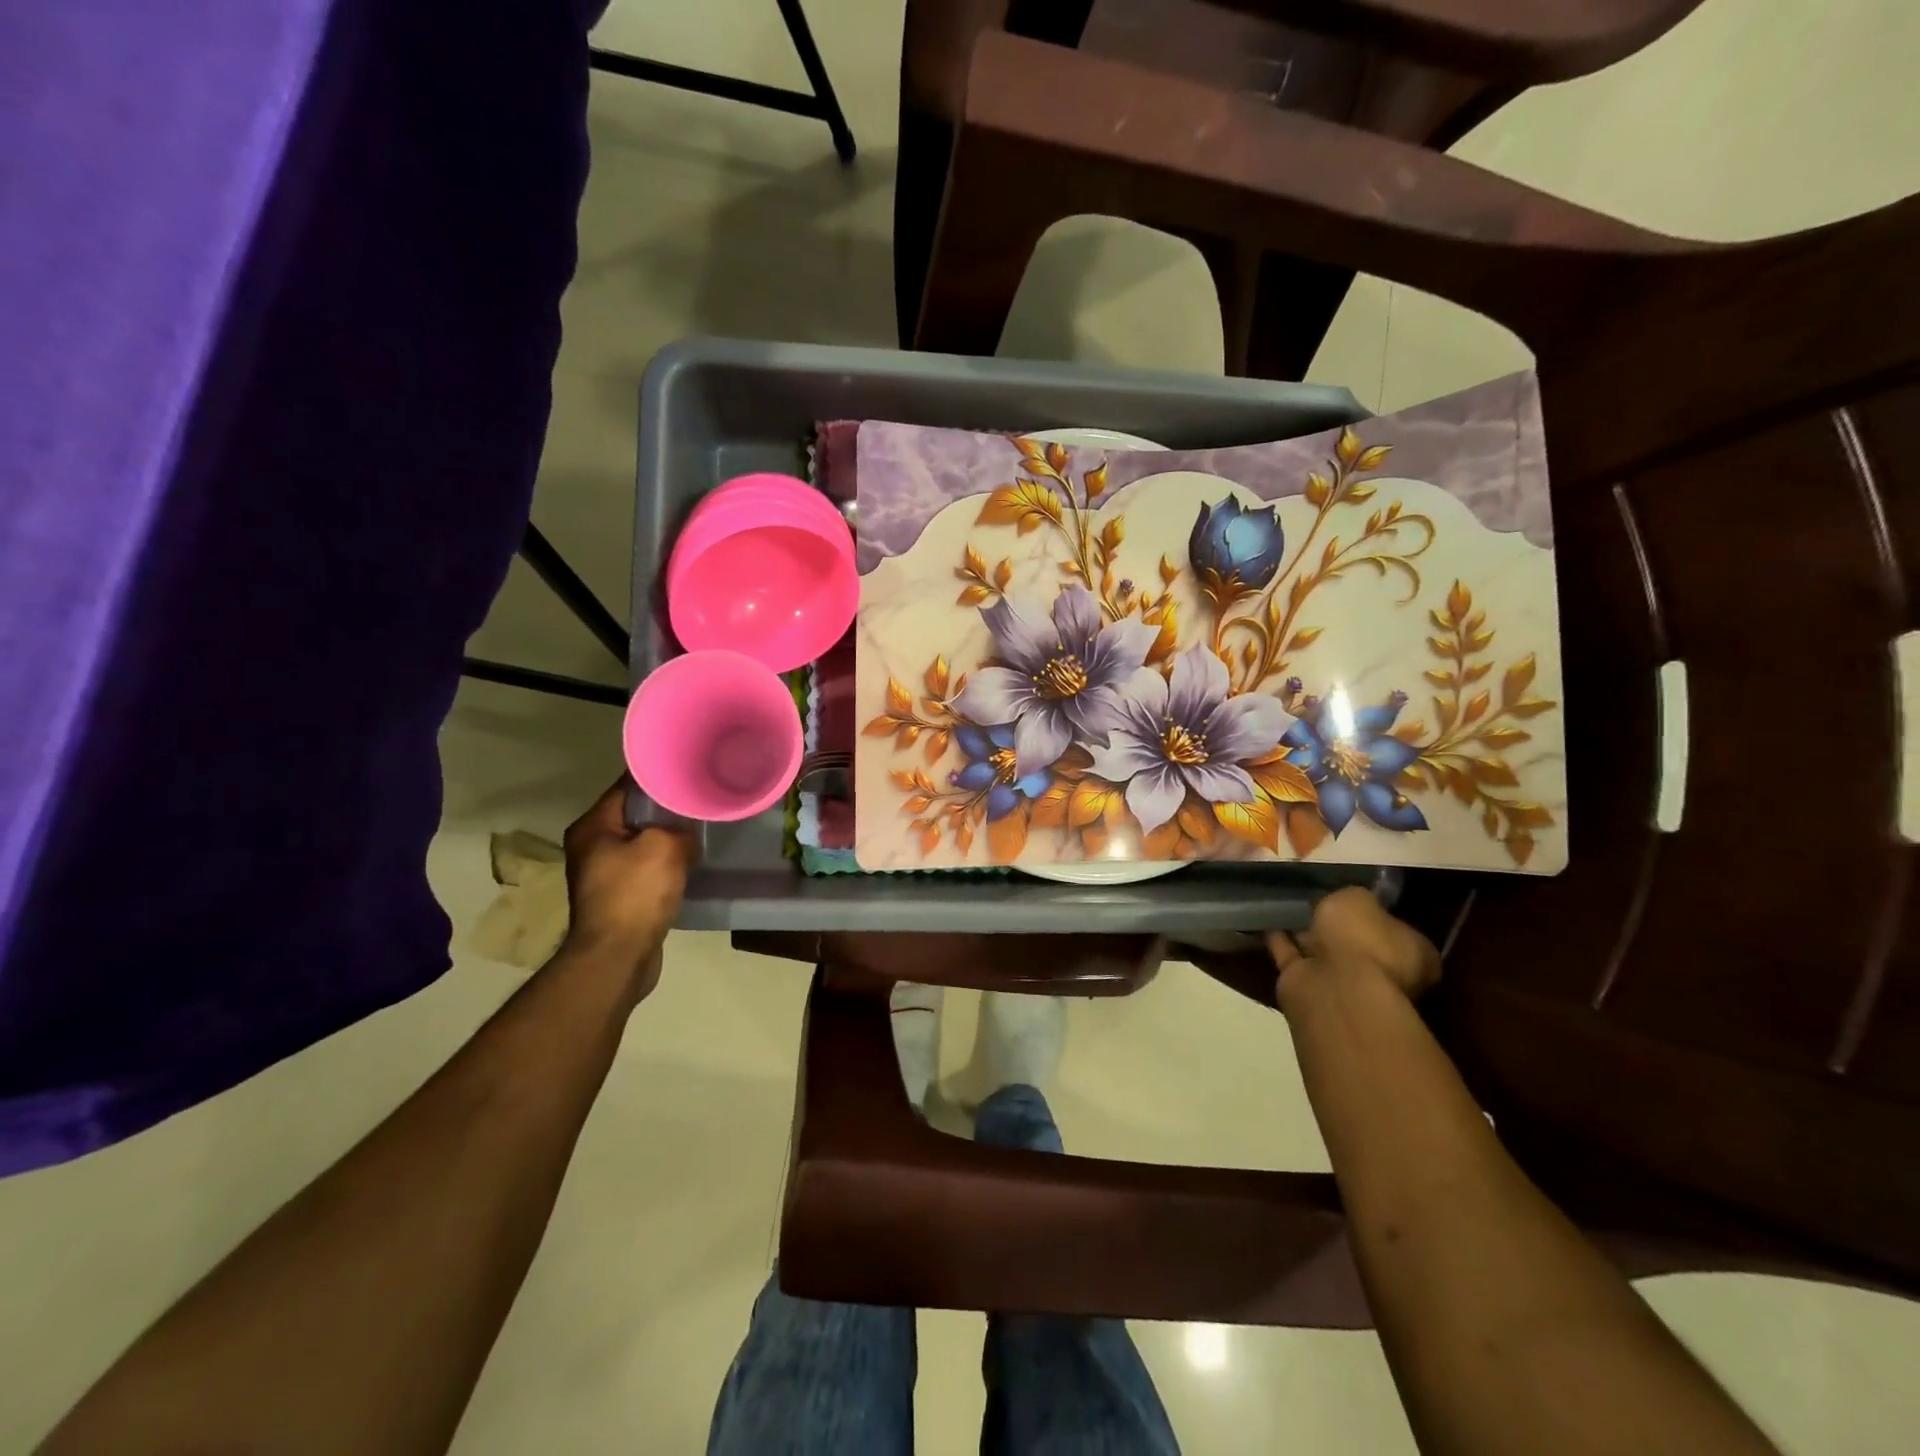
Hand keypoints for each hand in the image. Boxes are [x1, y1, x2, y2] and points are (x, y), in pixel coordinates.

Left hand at [561, 780, 693, 1001]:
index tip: (687, 769)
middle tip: (699, 799)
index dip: (658, 777)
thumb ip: (681, 829)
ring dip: (667, 839)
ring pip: (641, 843)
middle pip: (634, 815)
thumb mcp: (666, 847)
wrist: (618, 957)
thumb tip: (688, 834)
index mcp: (592, 826)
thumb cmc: (635, 894)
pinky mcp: (616, 898)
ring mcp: (601, 875)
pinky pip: (645, 869)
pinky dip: (665, 865)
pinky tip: (689, 863)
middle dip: (666, 809)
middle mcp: (590, 846)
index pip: (627, 787)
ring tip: (699, 829)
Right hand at [1267, 887, 1439, 1007]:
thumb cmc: (1362, 939)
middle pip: (1358, 944)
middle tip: (1316, 901)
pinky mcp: (1308, 988)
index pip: (1397, 930)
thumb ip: (1354, 899)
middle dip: (1339, 929)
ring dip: (1306, 935)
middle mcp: (1384, 973)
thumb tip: (1348, 903)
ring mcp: (1345, 984)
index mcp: (1413, 954)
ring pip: (1324, 953)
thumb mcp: (1359, 899)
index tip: (1354, 900)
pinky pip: (1292, 957)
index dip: (1376, 914)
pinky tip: (1267, 921)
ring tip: (1284, 907)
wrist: (1332, 986)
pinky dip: (1280, 941)